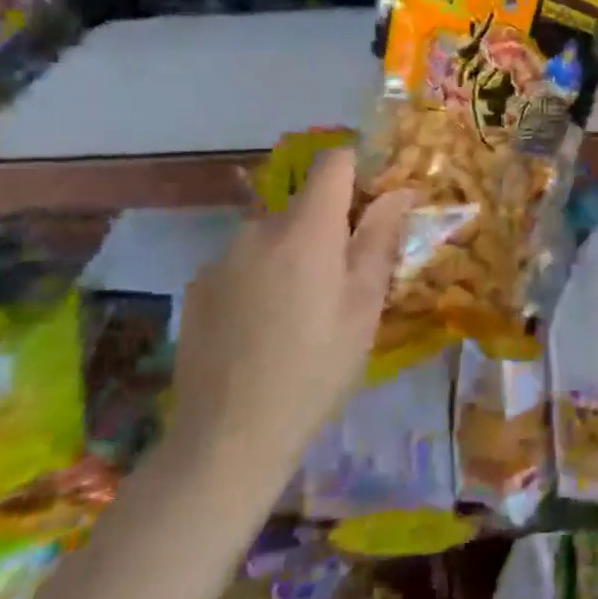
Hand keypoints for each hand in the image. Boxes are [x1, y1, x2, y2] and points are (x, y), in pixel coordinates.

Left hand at [167, 150, 412, 484]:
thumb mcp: (365, 305)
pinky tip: (265, 329)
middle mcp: (258, 229)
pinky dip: (263, 277)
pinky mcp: (198, 287)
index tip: (375, 203)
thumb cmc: (317, 367)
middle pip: (304, 204)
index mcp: (306, 229)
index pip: (332, 161)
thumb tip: (399, 191)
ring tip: (303, 312)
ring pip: (274, 236)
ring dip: (295, 254)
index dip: (359, 169)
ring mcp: (221, 258)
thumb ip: (380, 239)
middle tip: (347, 280)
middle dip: (330, 226)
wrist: (229, 436)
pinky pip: (244, 263)